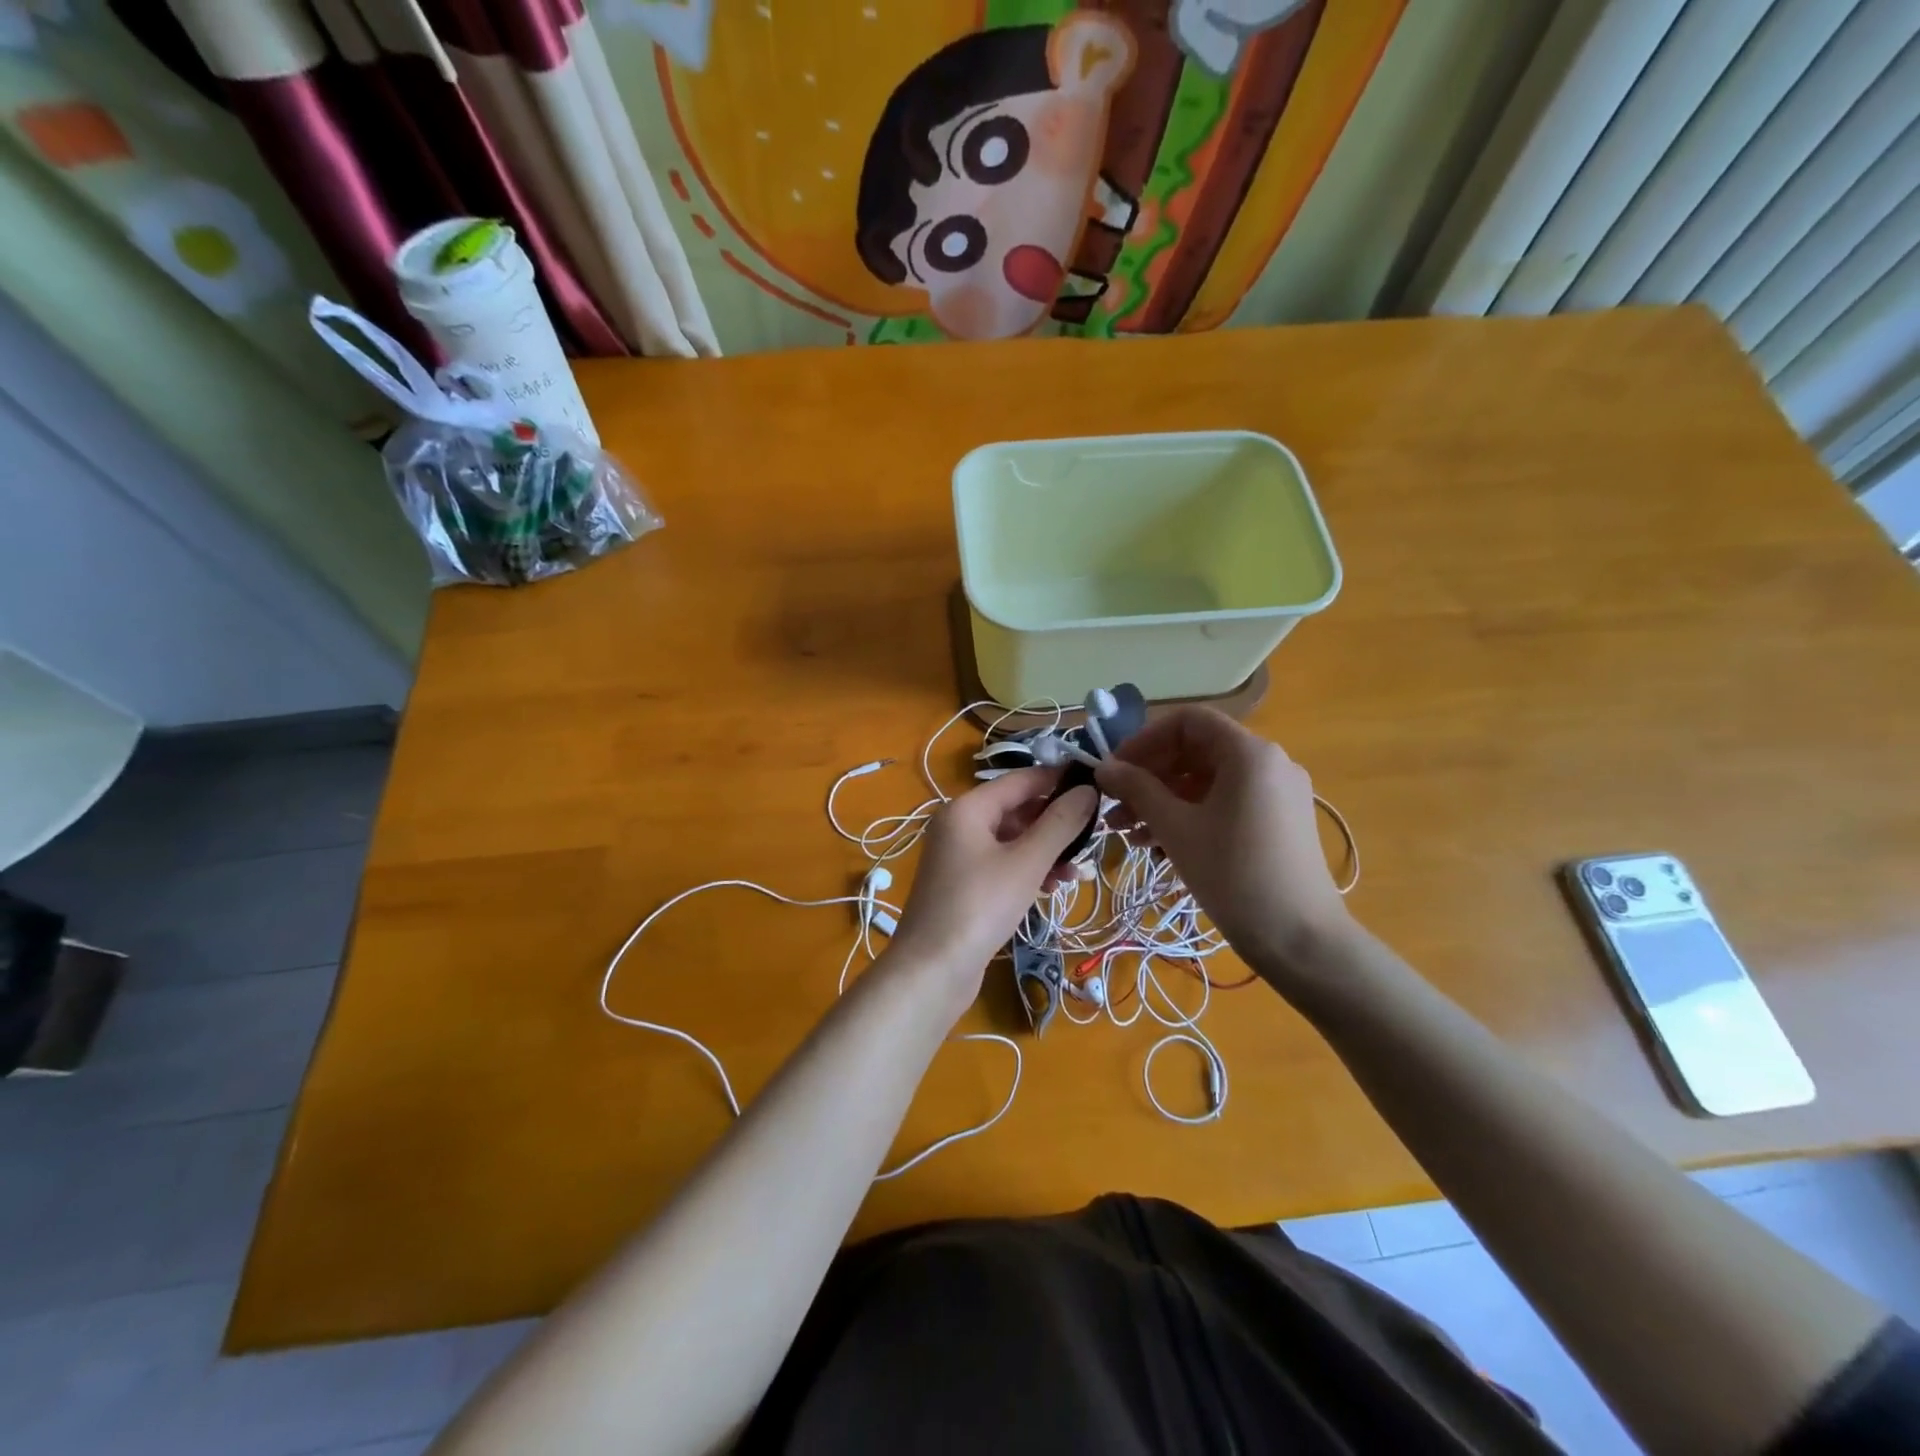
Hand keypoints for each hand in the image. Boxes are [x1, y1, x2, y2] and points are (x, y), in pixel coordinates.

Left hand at [889, 768, 1097, 1015]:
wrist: (932, 970)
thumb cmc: (980, 907)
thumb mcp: (1026, 862)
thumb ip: (1060, 823)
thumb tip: (1088, 789)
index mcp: (968, 808)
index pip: (1021, 780)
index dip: (1058, 780)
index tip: (1097, 787)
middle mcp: (959, 824)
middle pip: (1016, 809)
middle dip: (1055, 823)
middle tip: (1093, 837)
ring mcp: (958, 856)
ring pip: (1012, 840)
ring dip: (1045, 851)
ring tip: (1075, 873)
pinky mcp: (963, 884)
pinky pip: (1002, 864)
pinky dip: (1027, 870)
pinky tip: (1051, 888)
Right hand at [1094, 708, 1352, 985]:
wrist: (1301, 940)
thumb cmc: (1234, 874)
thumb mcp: (1176, 828)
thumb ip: (1137, 789)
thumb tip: (1103, 767)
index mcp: (1249, 753)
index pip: (1188, 721)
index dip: (1145, 739)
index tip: (1115, 768)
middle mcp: (1268, 763)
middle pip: (1196, 751)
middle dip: (1149, 776)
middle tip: (1114, 804)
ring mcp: (1277, 794)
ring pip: (1207, 782)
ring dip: (1163, 800)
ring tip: (1127, 832)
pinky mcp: (1278, 822)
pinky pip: (1225, 804)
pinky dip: (1190, 816)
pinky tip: (1158, 846)